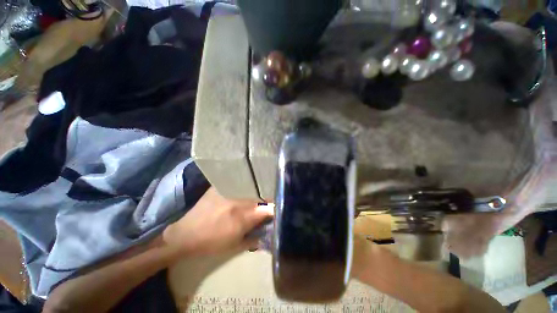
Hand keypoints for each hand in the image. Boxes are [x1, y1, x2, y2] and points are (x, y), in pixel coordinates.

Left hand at [163, 187, 273, 256]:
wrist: (185, 235)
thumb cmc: (211, 243)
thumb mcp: (235, 245)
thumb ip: (254, 239)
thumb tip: (267, 233)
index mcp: (243, 217)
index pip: (268, 209)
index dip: (274, 209)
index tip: (276, 211)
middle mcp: (238, 201)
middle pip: (261, 196)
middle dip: (267, 200)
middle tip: (268, 203)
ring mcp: (228, 191)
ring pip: (251, 188)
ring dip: (256, 192)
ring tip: (257, 195)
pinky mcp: (219, 186)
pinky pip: (236, 183)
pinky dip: (243, 186)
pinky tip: (243, 188)